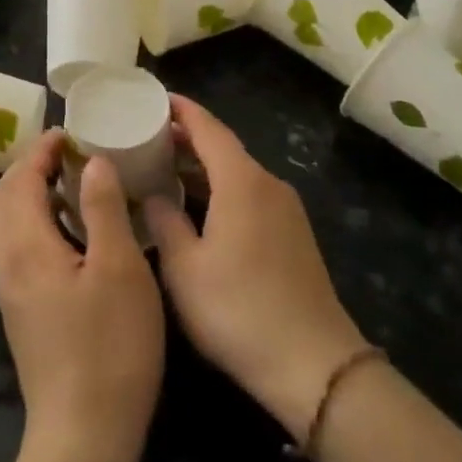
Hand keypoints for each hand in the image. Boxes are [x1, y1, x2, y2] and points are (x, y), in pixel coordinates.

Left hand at [0, 131, 163, 461]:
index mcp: (24, 246)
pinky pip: (16, 245)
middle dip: (31, 167)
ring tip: (73, 182)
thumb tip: (93, 163)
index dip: (42, 150)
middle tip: (71, 152)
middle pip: (4, 198)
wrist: (84, 436)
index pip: (19, 179)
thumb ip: (102, 208)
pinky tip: (70, 230)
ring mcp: (8, 290)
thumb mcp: (119, 268)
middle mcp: (5, 262)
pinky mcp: (20, 310)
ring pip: (7, 223)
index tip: (72, 132)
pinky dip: (35, 220)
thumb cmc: (109, 347)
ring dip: (31, 193)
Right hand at [144, 97, 369, 440]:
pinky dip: (221, 189)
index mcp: (241, 181)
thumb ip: (164, 222)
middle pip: (224, 148)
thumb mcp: (184, 268)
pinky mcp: (293, 236)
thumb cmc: (238, 310)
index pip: (208, 128)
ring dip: (203, 167)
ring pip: (238, 173)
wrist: (313, 363)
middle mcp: (268, 185)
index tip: (155, 98)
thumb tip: (153, 195)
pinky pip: (250, 195)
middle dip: (188, 138)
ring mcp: (286, 210)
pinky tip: (199, 208)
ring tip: (165, 168)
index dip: (182, 110)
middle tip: (148, 136)